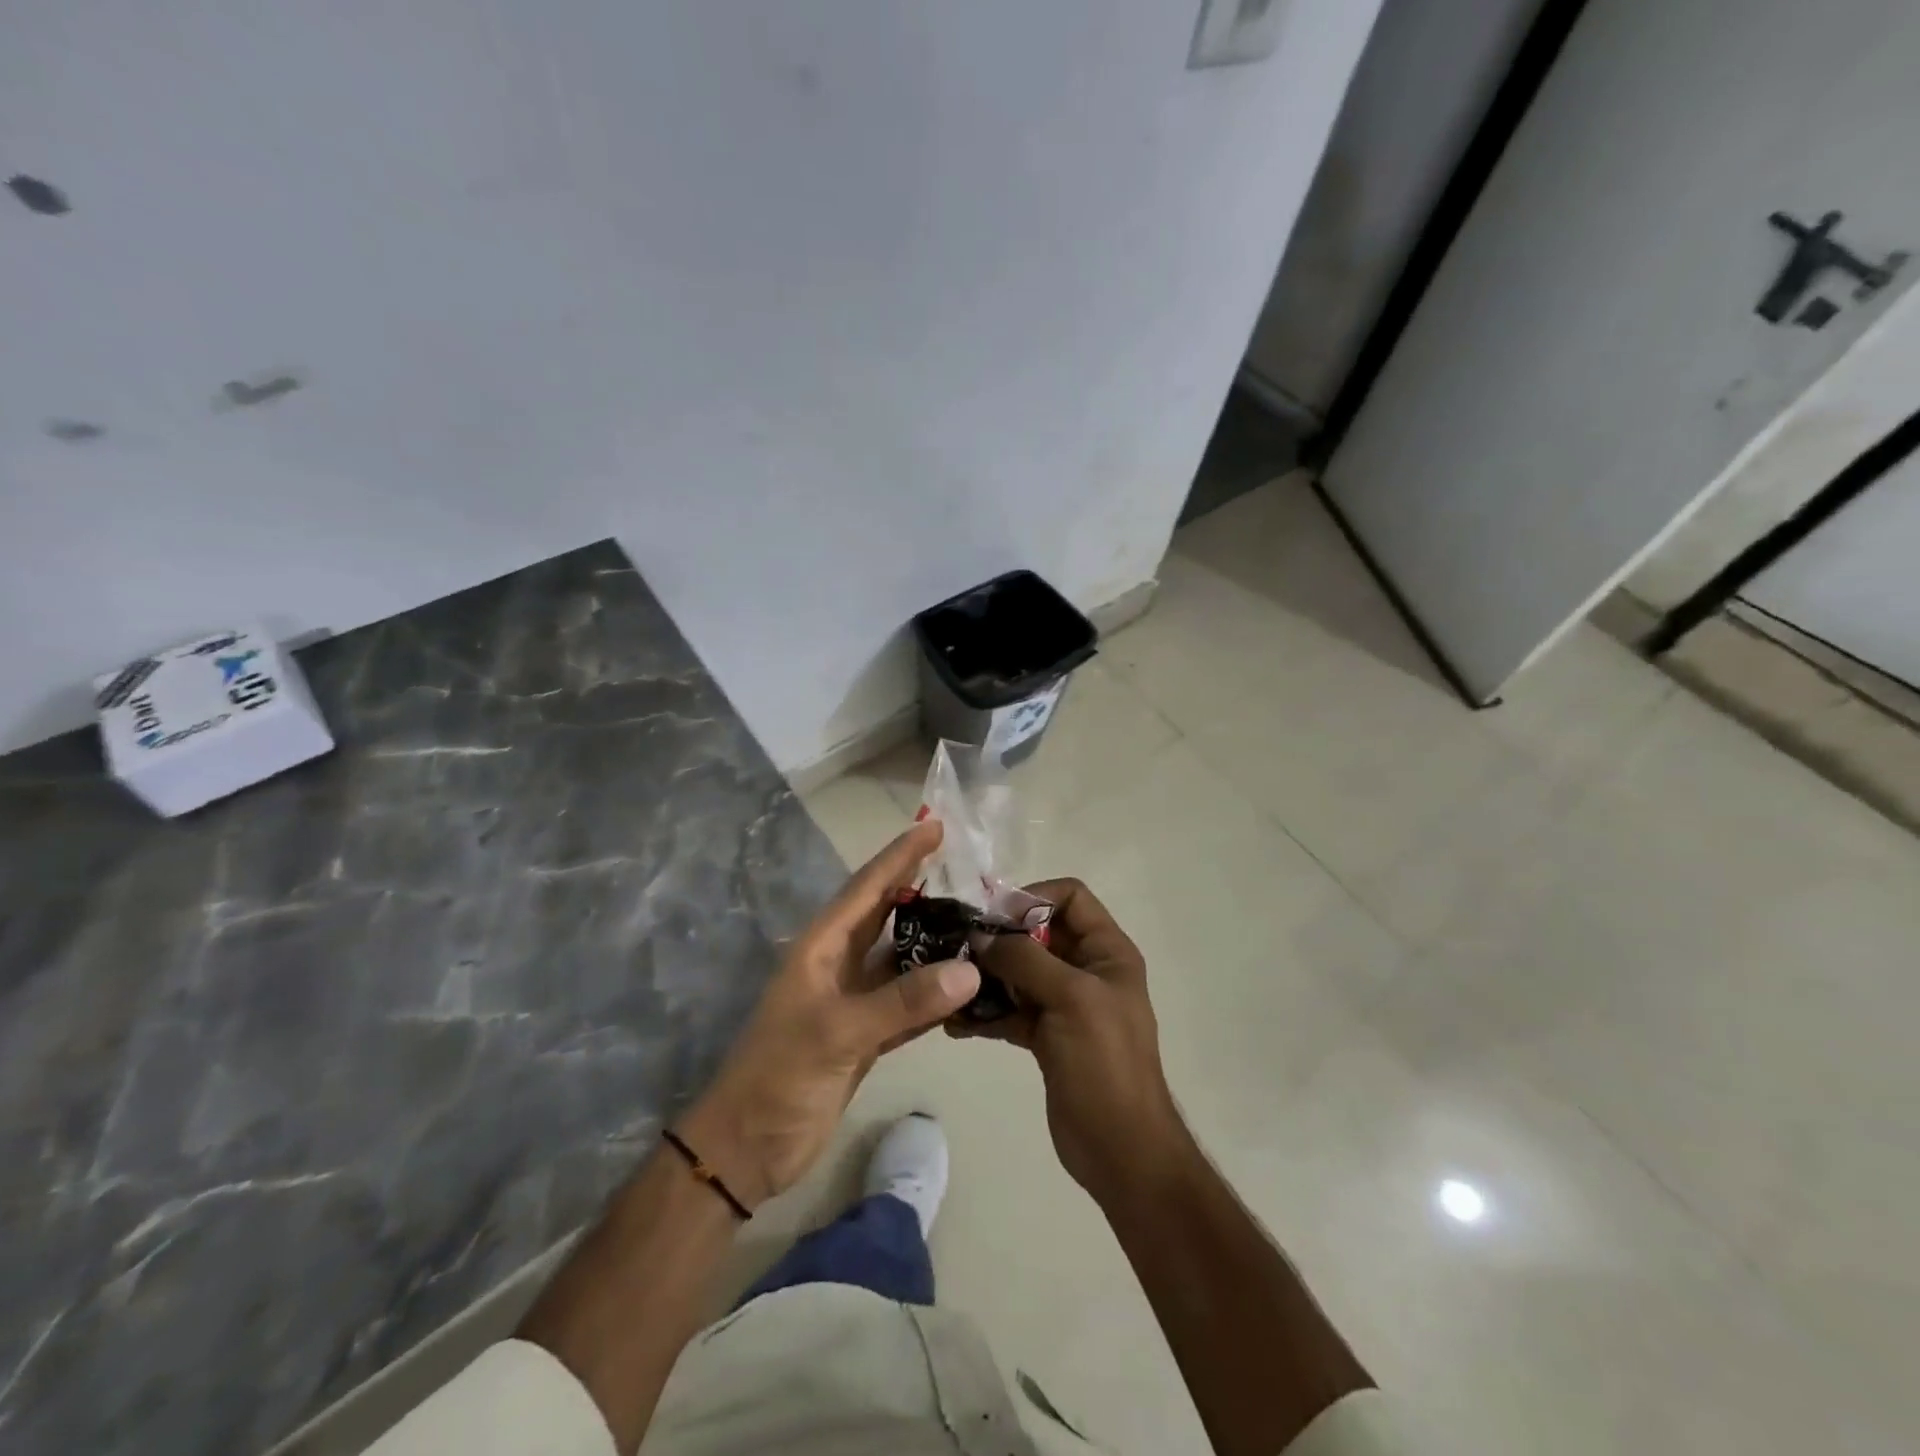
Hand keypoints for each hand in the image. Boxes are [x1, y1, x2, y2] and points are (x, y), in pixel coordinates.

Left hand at [678, 820, 978, 1209]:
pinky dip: (934, 991)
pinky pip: (907, 1001)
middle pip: (886, 914)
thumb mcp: (838, 1033)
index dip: (900, 855)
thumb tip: (970, 969)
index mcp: (822, 948)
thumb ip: (904, 1001)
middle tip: (967, 866)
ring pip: (900, 957)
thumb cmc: (779, 1077)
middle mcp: (838, 964)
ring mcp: (852, 1001)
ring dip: (934, 940)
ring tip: (976, 918)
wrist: (748, 1149)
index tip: (934, 826)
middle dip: (920, 886)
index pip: (867, 888)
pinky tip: (965, 984)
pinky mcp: (865, 1035)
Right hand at [951, 878, 1187, 1205]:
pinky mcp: (1045, 1035)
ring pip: (1019, 972)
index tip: (993, 917)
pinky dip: (986, 1012)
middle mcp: (1086, 969)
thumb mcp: (1071, 998)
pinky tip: (956, 1024)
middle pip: (1038, 933)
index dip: (1032, 898)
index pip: (1070, 897)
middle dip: (999, 938)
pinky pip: (1011, 1009)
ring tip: (949, 986)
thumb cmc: (1104, 1062)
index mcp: (1106, 951)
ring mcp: (1064, 1004)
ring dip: (985, 976)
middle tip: (957, 947)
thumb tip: (980, 936)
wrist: (1120, 1148)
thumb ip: (1024, 959)